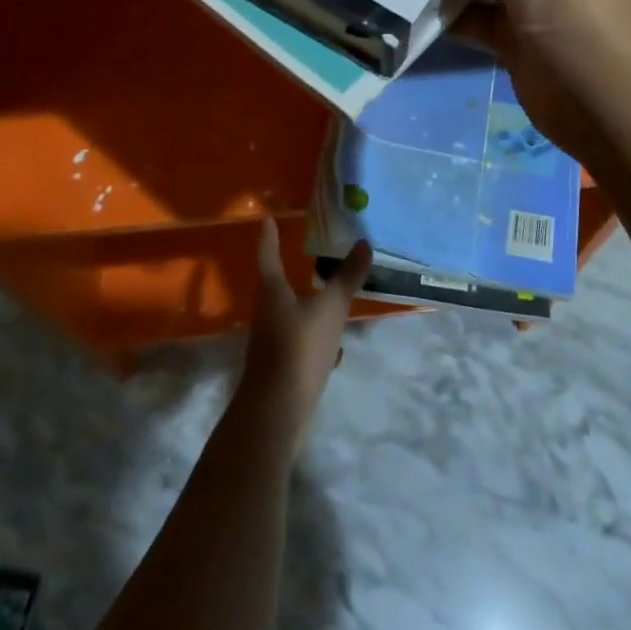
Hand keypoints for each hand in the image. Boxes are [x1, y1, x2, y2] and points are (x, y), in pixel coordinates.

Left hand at [237, 219, 371, 451]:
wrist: (277, 410)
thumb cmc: (300, 348)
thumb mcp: (330, 309)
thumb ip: (346, 278)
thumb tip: (363, 243)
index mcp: (273, 294)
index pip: (268, 256)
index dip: (269, 238)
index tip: (267, 219)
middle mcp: (267, 314)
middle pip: (277, 286)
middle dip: (290, 272)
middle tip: (309, 256)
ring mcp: (272, 342)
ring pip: (291, 314)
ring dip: (308, 305)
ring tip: (330, 298)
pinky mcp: (281, 365)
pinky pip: (301, 340)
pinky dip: (316, 336)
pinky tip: (335, 346)